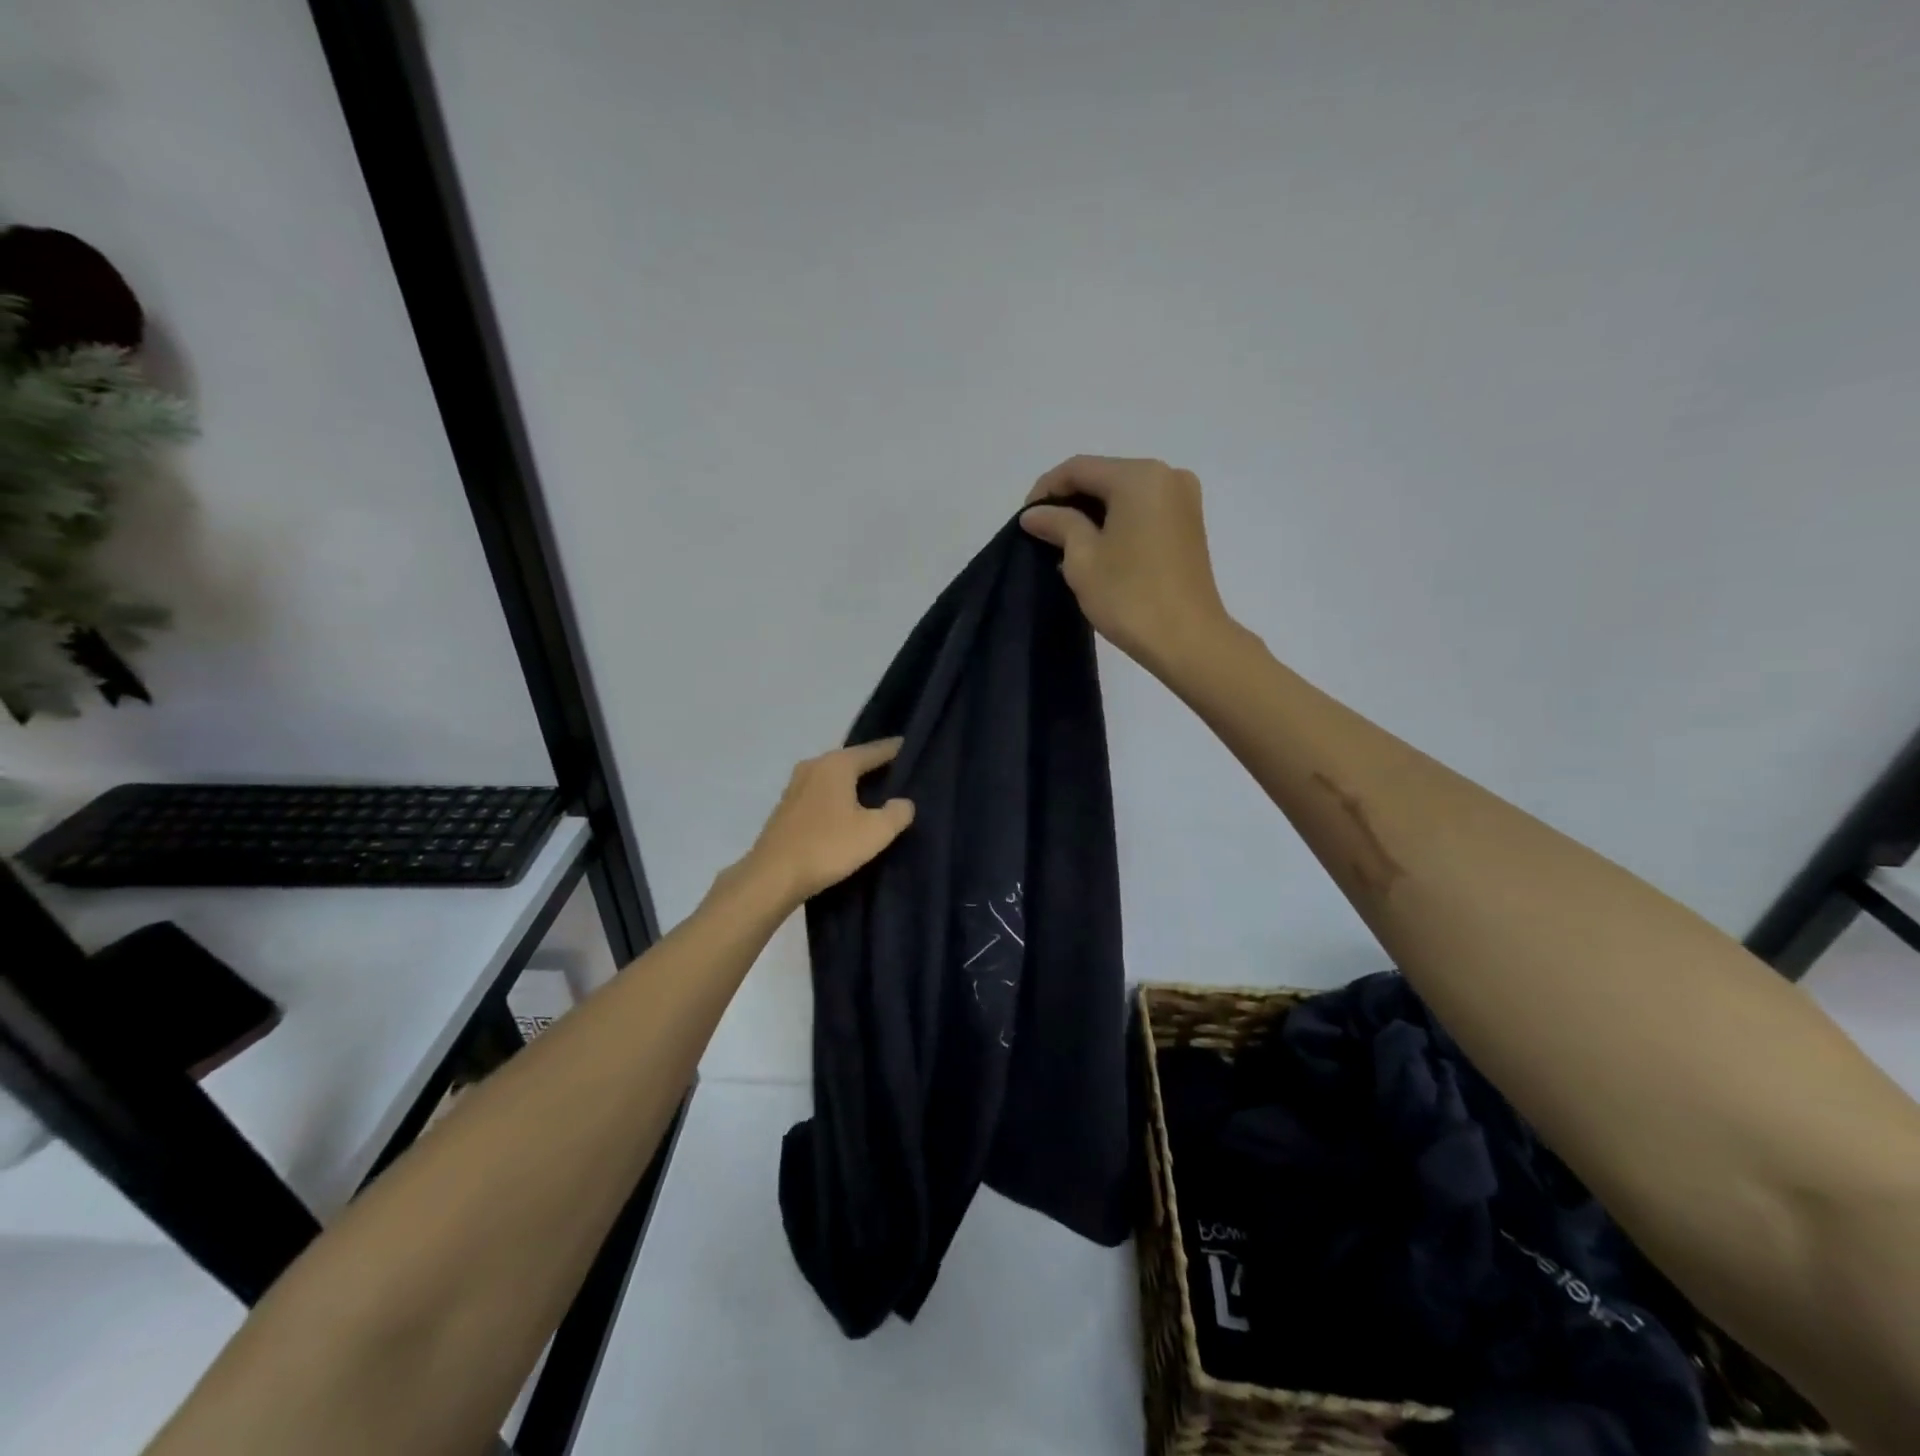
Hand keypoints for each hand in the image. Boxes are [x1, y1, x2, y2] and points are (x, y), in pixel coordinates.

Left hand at [737, 739, 915, 905]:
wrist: (773, 877)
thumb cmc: (828, 847)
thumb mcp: (875, 832)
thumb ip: (897, 813)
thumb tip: (903, 802)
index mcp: (837, 764)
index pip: (875, 750)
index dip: (897, 750)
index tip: (914, 750)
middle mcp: (814, 765)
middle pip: (853, 760)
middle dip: (875, 767)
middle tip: (902, 776)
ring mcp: (796, 785)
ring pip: (835, 777)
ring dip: (855, 784)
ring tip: (878, 795)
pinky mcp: (787, 806)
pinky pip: (822, 793)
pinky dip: (838, 797)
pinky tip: (849, 812)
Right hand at [1021, 455, 1233, 680]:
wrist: (1187, 640)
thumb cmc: (1129, 596)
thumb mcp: (1082, 558)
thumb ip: (1057, 524)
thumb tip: (1034, 513)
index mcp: (1139, 476)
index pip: (1079, 468)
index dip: (1045, 489)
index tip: (1026, 519)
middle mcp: (1167, 476)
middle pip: (1104, 476)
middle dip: (1070, 501)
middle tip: (1043, 532)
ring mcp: (1183, 500)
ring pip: (1123, 494)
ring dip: (1092, 513)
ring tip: (1065, 545)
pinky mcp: (1189, 524)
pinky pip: (1142, 510)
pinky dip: (1116, 522)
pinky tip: (1097, 548)